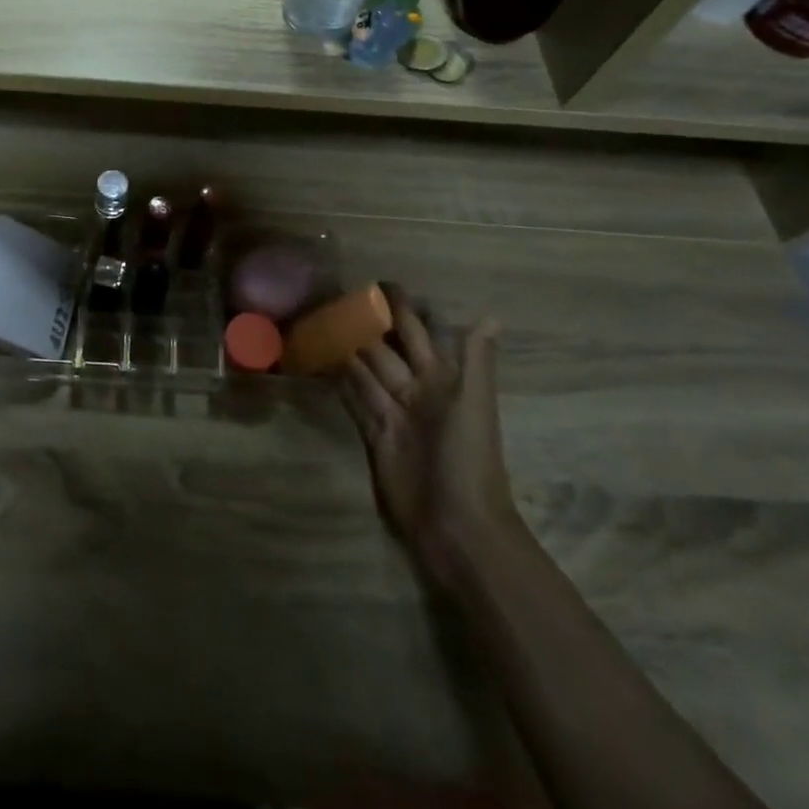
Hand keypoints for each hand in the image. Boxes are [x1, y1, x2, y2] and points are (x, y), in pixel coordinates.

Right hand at [340, 286, 518, 588]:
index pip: (415, 332)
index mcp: (441, 378)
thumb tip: (489, 316)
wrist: (458, 527)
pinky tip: (320, 360)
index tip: (375, 282)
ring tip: (319, 320)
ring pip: (365, 369)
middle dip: (364, 323)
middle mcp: (415, 389)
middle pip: (384, 348)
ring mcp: (392, 412)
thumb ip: (475, 361)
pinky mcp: (372, 434)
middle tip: (332, 295)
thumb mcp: (475, 405)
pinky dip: (338, 380)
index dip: (399, 308)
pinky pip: (353, 399)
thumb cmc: (468, 459)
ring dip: (346, 347)